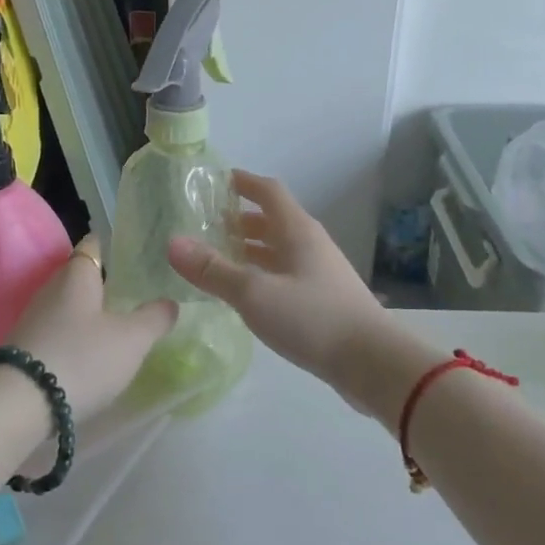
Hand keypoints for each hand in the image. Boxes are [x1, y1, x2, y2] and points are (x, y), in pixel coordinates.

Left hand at [8, 234, 175, 422]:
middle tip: (137, 294)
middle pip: (81, 277)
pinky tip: (92, 356)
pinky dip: (76, 339)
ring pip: (70, 307)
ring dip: (91, 315)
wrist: (18, 404)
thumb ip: (154, 318)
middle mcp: (52, 289)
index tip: (134, 250)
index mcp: (77, 275)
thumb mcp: (131, 339)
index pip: (94, 244)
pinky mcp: (25, 349)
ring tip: (119, 328)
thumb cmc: (82, 357)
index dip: (113, 244)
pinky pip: (58, 333)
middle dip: (106, 284)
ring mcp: (35, 320)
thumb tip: (170, 302)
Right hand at [167, 171, 398, 405]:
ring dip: (250, 248)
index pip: (268, 191)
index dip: (242, 182)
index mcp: (297, 230)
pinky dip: (261, 273)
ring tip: (218, 257)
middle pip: (272, 220)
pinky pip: (285, 273)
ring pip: (278, 249)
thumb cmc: (312, 318)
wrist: (372, 363)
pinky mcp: (323, 299)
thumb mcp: (254, 293)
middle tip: (206, 225)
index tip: (215, 181)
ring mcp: (319, 272)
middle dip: (240, 219)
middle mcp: (309, 244)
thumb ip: (213, 270)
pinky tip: (246, 292)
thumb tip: (172, 243)